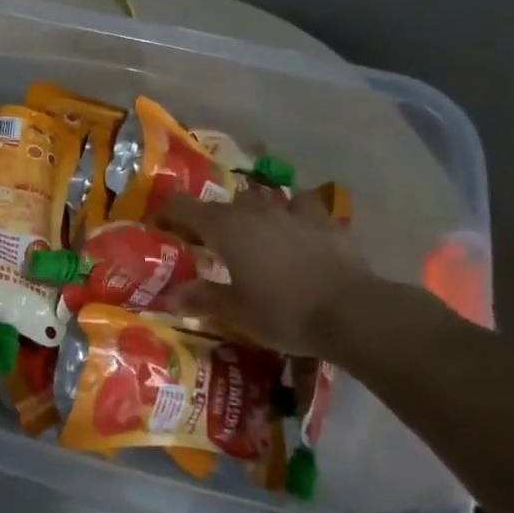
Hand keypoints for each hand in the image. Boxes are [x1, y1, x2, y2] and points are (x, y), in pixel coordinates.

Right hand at [154, 189, 375, 356]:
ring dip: (256, 211)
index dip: (167, 213)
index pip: (183, 207)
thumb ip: (203, 298)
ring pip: (266, 198)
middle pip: (225, 203)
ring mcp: (294, 213)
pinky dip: (296, 216)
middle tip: (209, 241)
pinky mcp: (328, 224)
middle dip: (213, 218)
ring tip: (256, 230)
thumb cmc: (284, 312)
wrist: (355, 313)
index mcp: (225, 228)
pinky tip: (299, 231)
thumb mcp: (236, 312)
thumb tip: (171, 296)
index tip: (158, 225)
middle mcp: (255, 211)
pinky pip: (305, 209)